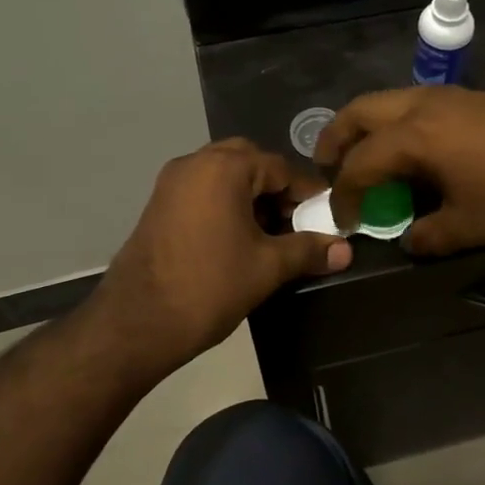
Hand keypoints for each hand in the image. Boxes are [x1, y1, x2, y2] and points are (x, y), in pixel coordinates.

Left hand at [87, 139, 351, 382]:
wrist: (138, 323)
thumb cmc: (210, 287)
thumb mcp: (268, 267)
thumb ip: (309, 250)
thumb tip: (346, 250)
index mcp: (224, 168)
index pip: (280, 168)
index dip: (308, 192)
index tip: (327, 216)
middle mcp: (195, 163)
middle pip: (250, 162)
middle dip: (276, 189)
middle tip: (294, 221)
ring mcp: (172, 182)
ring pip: (224, 174)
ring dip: (250, 195)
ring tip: (270, 233)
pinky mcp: (159, 204)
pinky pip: (203, 190)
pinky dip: (225, 203)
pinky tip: (238, 238)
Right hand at [315, 87, 484, 253]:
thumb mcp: (472, 225)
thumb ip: (429, 235)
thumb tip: (409, 239)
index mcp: (415, 135)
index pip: (358, 163)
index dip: (342, 194)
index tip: (341, 220)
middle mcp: (425, 105)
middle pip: (361, 111)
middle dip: (336, 138)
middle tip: (327, 168)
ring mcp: (453, 97)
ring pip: (390, 102)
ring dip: (368, 128)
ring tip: (365, 160)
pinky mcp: (476, 99)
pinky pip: (418, 106)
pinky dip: (398, 125)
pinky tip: (414, 155)